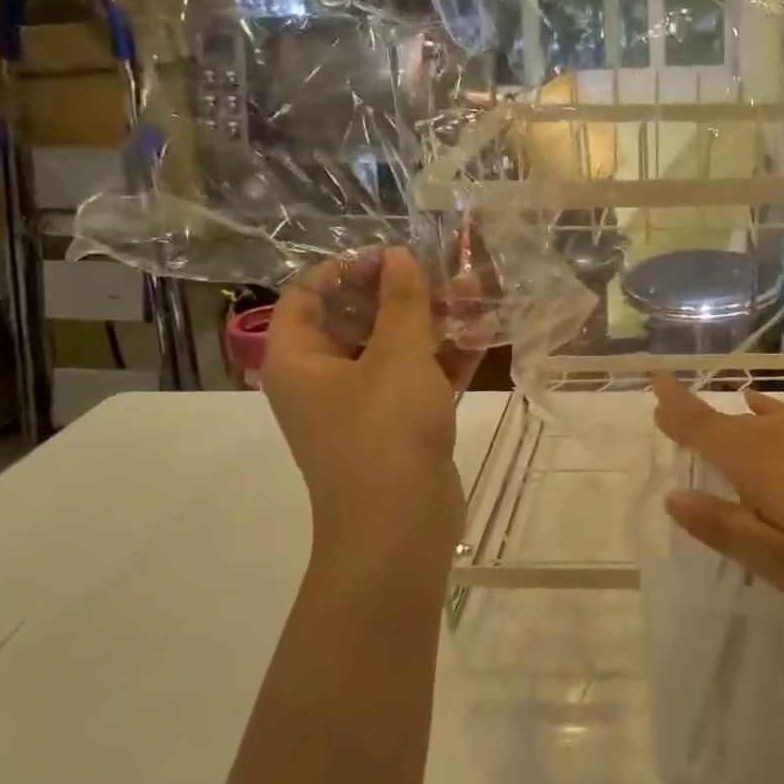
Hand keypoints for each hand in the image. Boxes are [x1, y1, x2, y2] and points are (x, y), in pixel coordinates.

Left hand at [263, 249, 481, 573]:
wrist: (400, 527)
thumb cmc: (385, 431)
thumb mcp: (397, 356)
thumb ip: (402, 302)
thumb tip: (397, 256)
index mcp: (299, 359)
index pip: (309, 294)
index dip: (348, 268)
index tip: (394, 255)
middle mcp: (323, 379)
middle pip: (357, 318)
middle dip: (402, 292)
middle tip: (443, 270)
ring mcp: (363, 404)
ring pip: (394, 348)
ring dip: (432, 321)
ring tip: (475, 292)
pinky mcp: (398, 425)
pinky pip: (418, 378)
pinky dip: (446, 356)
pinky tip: (484, 331)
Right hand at [651, 375, 783, 626]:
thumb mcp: (781, 563)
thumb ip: (725, 528)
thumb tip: (674, 498)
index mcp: (761, 463)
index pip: (703, 426)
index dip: (675, 405)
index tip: (652, 379)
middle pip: (736, 421)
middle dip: (705, 418)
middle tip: (683, 418)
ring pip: (774, 418)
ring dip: (749, 420)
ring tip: (737, 414)